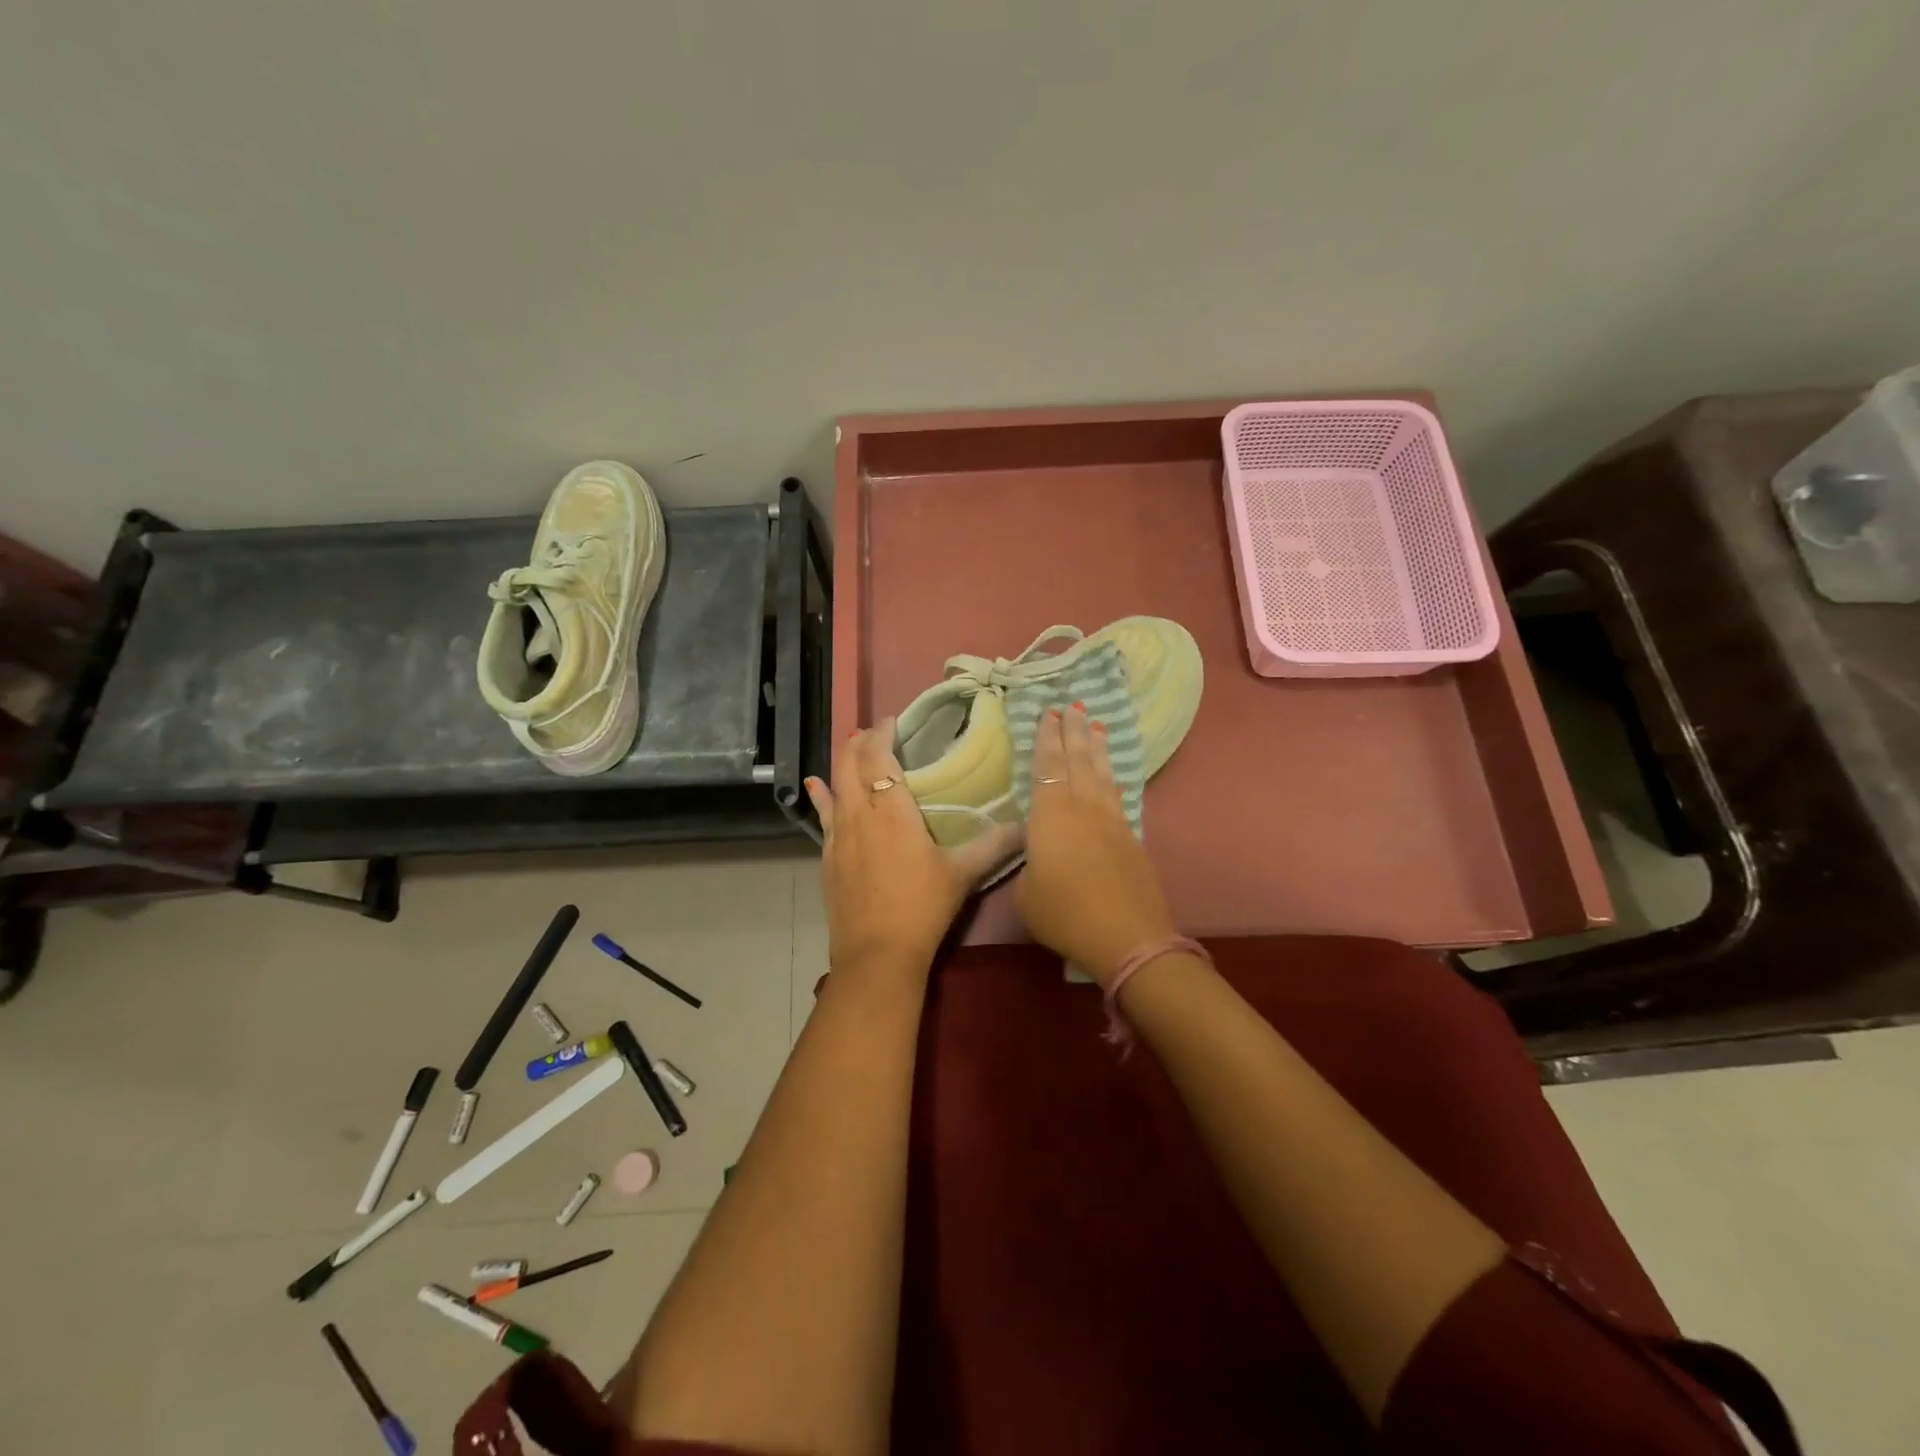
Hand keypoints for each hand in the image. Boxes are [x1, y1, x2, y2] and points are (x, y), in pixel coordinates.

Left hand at [805, 720, 1023, 979]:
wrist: (877, 954)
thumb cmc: (922, 908)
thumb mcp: (962, 874)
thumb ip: (994, 846)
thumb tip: (1026, 828)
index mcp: (892, 810)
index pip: (879, 757)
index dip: (882, 734)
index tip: (893, 721)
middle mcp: (859, 813)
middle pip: (850, 763)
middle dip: (860, 741)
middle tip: (876, 731)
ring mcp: (838, 835)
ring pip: (834, 784)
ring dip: (842, 761)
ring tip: (852, 747)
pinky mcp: (827, 856)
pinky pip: (823, 814)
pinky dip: (822, 795)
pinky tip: (816, 786)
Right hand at [1015, 703, 1177, 986]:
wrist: (1127, 935)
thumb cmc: (1064, 913)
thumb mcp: (1025, 892)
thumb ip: (1026, 864)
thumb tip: (1035, 854)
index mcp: (1051, 814)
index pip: (1047, 766)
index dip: (1047, 738)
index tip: (1049, 713)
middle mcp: (1083, 807)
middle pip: (1078, 759)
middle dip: (1073, 731)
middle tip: (1072, 705)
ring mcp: (1112, 820)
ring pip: (1102, 773)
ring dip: (1096, 747)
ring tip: (1095, 725)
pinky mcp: (1131, 837)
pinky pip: (1117, 794)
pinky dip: (1112, 776)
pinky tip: (1110, 775)